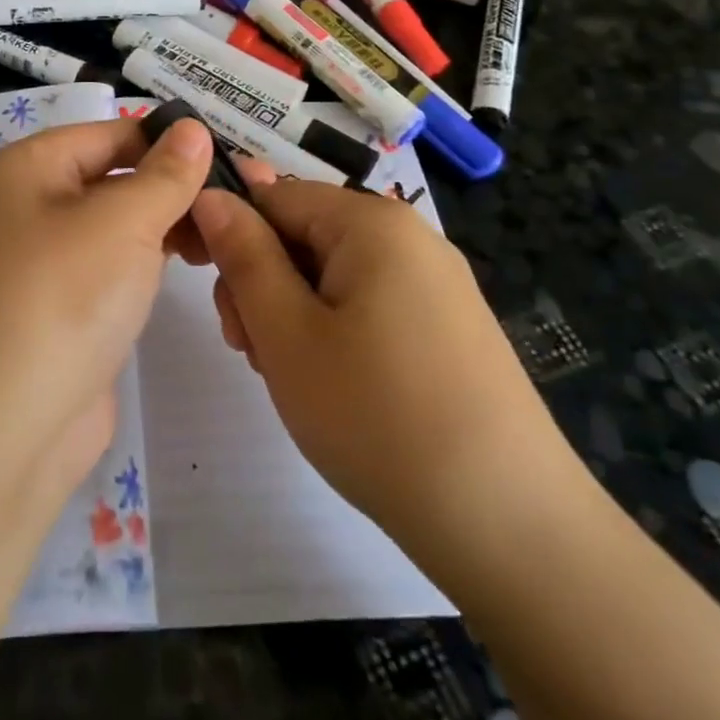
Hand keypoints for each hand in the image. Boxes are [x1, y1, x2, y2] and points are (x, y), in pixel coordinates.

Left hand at [0, 117, 212, 500]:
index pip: (112, 133)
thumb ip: (164, 175)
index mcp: (27, 168)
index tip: (235, 160)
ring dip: (167, 228)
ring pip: (115, 228)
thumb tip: (194, 129)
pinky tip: (192, 270)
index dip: (172, 142)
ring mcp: (40, 265)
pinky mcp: (58, 312)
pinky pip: (110, 271)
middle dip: (174, 188)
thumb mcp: (121, 223)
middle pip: (114, 179)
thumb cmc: (57, 302)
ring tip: (226, 238)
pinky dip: (148, 266)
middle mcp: (27, 207)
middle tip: (242, 205)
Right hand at [188, 178, 586, 590]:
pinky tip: (335, 387)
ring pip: (332, 274)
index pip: (273, 196)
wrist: (509, 524)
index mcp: (371, 222)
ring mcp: (436, 283)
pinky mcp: (449, 326)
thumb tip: (211, 195)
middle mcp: (410, 236)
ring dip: (293, 314)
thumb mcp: (286, 333)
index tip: (210, 294)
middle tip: (252, 351)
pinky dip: (335, 333)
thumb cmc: (377, 417)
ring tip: (292, 378)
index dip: (230, 236)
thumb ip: (243, 255)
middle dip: (263, 283)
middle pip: (304, 234)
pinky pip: (369, 304)